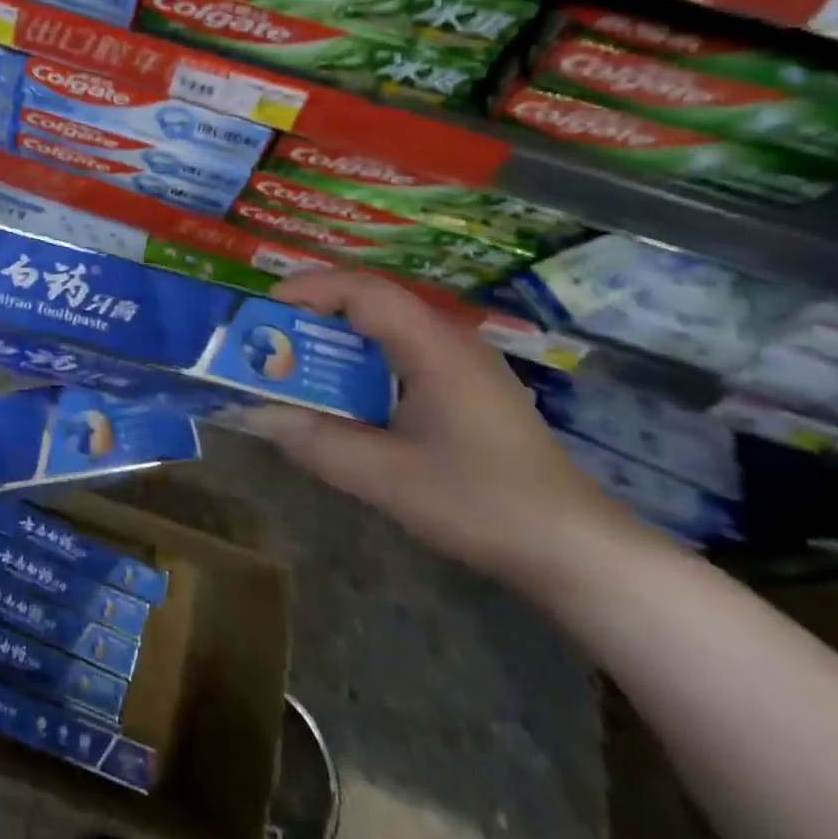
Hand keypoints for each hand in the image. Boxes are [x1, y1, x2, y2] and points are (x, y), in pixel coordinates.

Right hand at [254, 269, 635, 591]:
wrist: (577, 549)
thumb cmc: (484, 503)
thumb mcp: (389, 479)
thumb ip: (320, 444)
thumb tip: (260, 416)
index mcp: (433, 346)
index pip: (363, 291)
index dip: (310, 289)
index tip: (265, 307)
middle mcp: (449, 341)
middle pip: (373, 302)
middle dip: (316, 312)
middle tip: (272, 335)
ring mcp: (463, 365)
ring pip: (388, 328)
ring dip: (339, 338)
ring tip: (299, 361)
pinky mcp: (468, 390)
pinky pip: (403, 354)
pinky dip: (364, 361)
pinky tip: (349, 395)